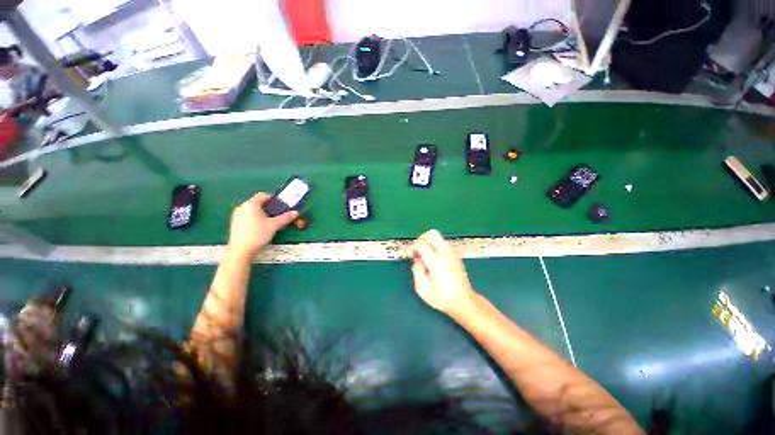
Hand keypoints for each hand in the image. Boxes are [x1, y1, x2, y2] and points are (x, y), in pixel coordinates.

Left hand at [227, 192, 297, 257]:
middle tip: (277, 215)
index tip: (280, 206)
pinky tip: (260, 229)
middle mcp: (242, 207)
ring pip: (253, 210)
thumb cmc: (258, 235)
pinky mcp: (235, 223)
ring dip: (262, 214)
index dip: (273, 199)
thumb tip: (295, 212)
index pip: (263, 195)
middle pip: (258, 203)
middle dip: (269, 208)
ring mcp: (237, 215)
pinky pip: (247, 217)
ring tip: (270, 223)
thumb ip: (286, 217)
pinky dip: (255, 219)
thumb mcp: (275, 225)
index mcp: (251, 204)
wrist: (241, 250)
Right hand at [409, 229, 475, 316]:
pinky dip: (435, 247)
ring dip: (428, 243)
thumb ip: (416, 271)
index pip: (421, 244)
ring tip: (424, 257)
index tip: (407, 254)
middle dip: (421, 239)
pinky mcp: (456, 256)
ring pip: (438, 238)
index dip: (411, 247)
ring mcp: (452, 253)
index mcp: (436, 260)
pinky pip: (443, 244)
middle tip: (417, 251)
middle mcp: (445, 253)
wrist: (464, 302)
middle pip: (432, 234)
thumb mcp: (422, 289)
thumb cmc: (442, 298)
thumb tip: (416, 260)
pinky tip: (432, 260)